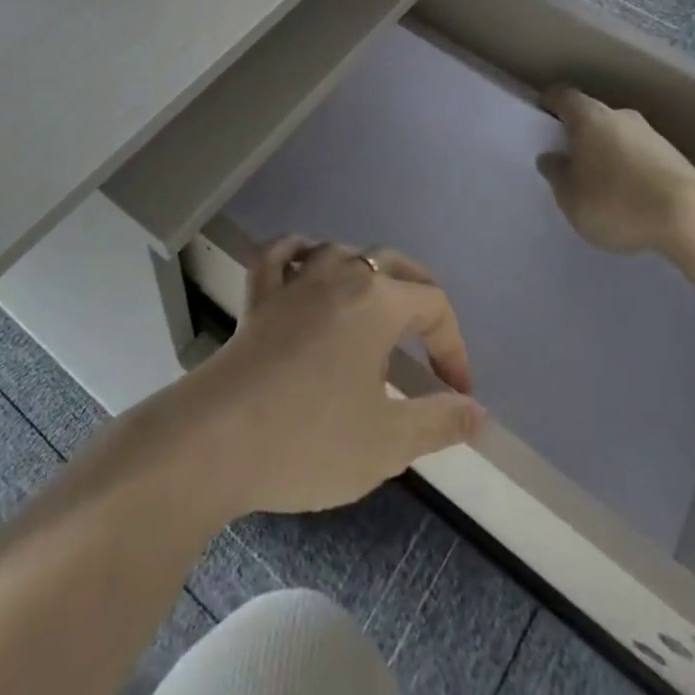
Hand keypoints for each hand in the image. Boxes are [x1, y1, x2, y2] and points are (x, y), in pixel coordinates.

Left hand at [187, 240, 485, 516]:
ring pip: (340, 252)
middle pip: (392, 263)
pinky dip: (297, 253)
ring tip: (376, 303)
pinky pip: (280, 256)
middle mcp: (338, 275)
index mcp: (377, 302)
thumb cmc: (310, 438)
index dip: (454, 346)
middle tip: (432, 338)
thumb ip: (438, 422)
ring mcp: (293, 280)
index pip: (433, 306)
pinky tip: (304, 262)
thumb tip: (477, 411)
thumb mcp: (387, 442)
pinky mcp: (258, 296)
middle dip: (420, 294)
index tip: (456, 394)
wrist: (217, 439)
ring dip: (365, 272)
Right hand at [536, 85, 694, 257]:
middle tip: (569, 157)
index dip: (551, 104)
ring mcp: (652, 135)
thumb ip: (556, 174)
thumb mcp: (570, 196)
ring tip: (600, 183)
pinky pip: (641, 156)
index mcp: (588, 117)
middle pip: (593, 115)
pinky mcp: (675, 158)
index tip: (543, 115)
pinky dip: (631, 169)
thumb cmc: (615, 200)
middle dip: (581, 133)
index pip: (563, 96)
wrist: (689, 216)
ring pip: (619, 136)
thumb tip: (551, 157)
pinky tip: (629, 196)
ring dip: (608, 152)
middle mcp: (620, 116)